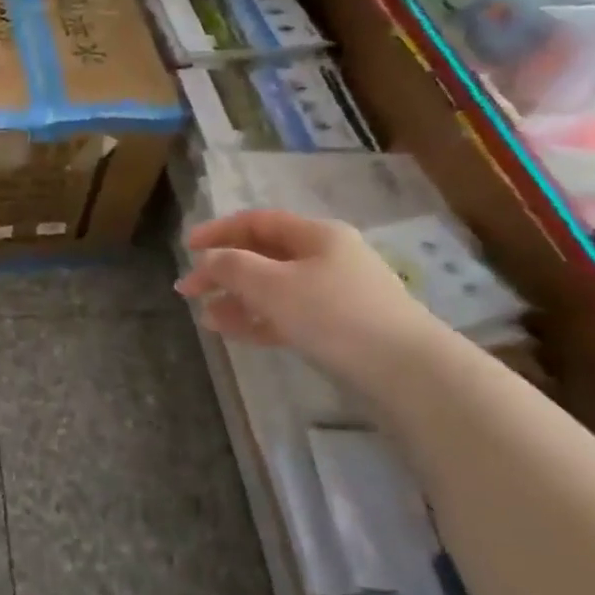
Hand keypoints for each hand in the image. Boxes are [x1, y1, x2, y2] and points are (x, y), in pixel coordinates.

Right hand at [176, 209, 437, 378]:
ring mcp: (336, 293)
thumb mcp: (272, 285)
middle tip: (189, 290)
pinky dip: (258, 320)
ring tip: (206, 318)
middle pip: (263, 255)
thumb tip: (208, 260)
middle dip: (223, 271)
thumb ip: (232, 267)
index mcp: (316, 235)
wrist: (407, 372)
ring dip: (237, 299)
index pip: (256, 221)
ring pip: (273, 288)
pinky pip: (288, 314)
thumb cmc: (335, 315)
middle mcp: (327, 257)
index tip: (186, 249)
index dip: (218, 231)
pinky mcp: (340, 328)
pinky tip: (233, 332)